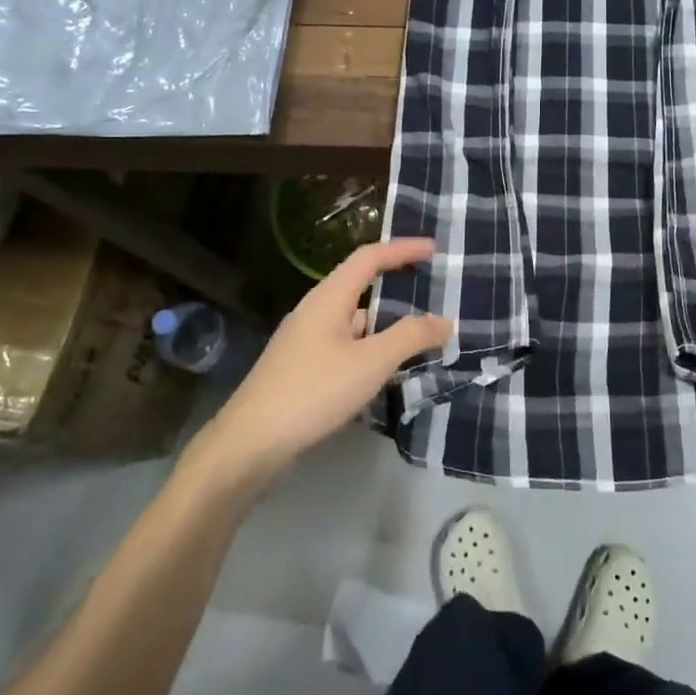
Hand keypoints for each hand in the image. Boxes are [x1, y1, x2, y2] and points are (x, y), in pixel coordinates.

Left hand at [194, 238, 451, 485]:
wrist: (250, 445)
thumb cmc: (313, 392)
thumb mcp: (370, 363)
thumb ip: (411, 338)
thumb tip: (445, 321)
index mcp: (328, 298)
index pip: (369, 258)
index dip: (402, 249)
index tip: (433, 249)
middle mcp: (315, 311)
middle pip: (361, 286)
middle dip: (397, 287)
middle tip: (432, 294)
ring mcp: (305, 341)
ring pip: (354, 321)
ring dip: (386, 324)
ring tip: (420, 337)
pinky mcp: (301, 369)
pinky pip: (345, 346)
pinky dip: (371, 349)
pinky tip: (386, 371)